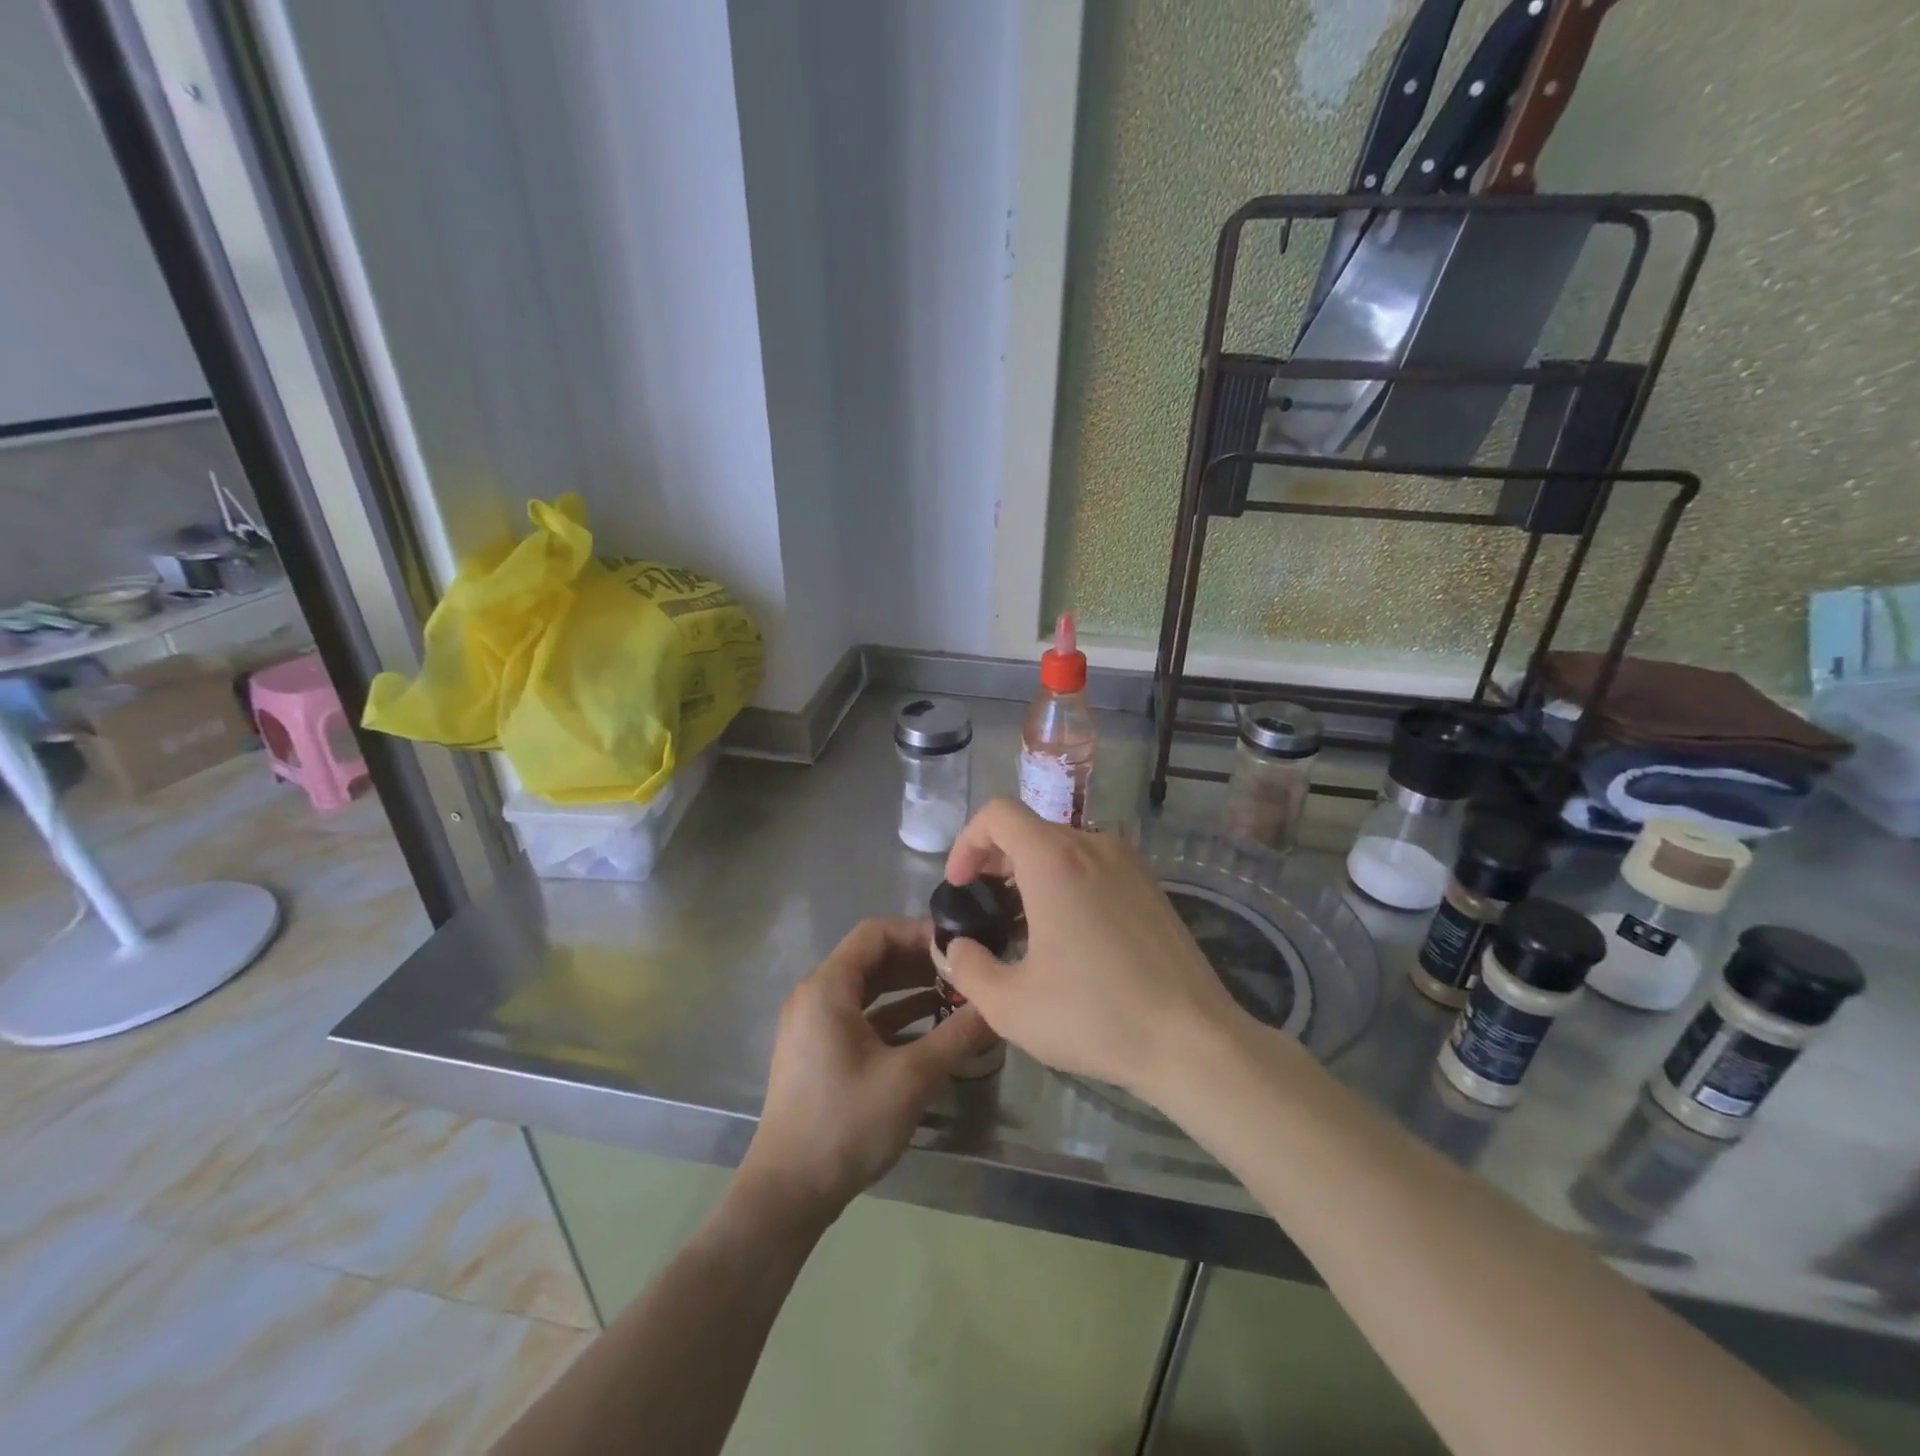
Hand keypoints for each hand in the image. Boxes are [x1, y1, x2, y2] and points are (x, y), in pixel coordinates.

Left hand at [739, 918, 994, 1221]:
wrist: (787, 1194)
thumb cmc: (846, 1124)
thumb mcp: (912, 1078)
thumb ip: (958, 1036)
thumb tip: (999, 1007)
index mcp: (827, 987)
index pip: (876, 932)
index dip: (918, 932)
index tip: (958, 946)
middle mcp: (815, 996)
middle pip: (872, 958)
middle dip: (919, 961)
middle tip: (963, 972)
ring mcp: (814, 1025)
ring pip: (868, 989)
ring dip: (909, 988)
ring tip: (955, 996)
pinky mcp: (819, 1052)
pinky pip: (860, 1016)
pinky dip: (894, 1015)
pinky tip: (930, 1028)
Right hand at [939, 799, 1244, 1095]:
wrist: (1192, 1039)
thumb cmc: (1094, 1016)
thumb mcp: (1010, 1005)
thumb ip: (966, 968)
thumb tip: (954, 948)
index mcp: (1054, 860)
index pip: (998, 814)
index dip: (968, 842)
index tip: (961, 885)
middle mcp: (1093, 845)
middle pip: (1030, 828)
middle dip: (996, 860)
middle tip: (985, 906)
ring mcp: (1129, 863)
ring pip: (1064, 847)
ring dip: (1032, 872)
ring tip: (1024, 924)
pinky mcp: (1151, 885)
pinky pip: (1095, 865)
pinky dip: (1067, 881)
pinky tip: (1070, 934)